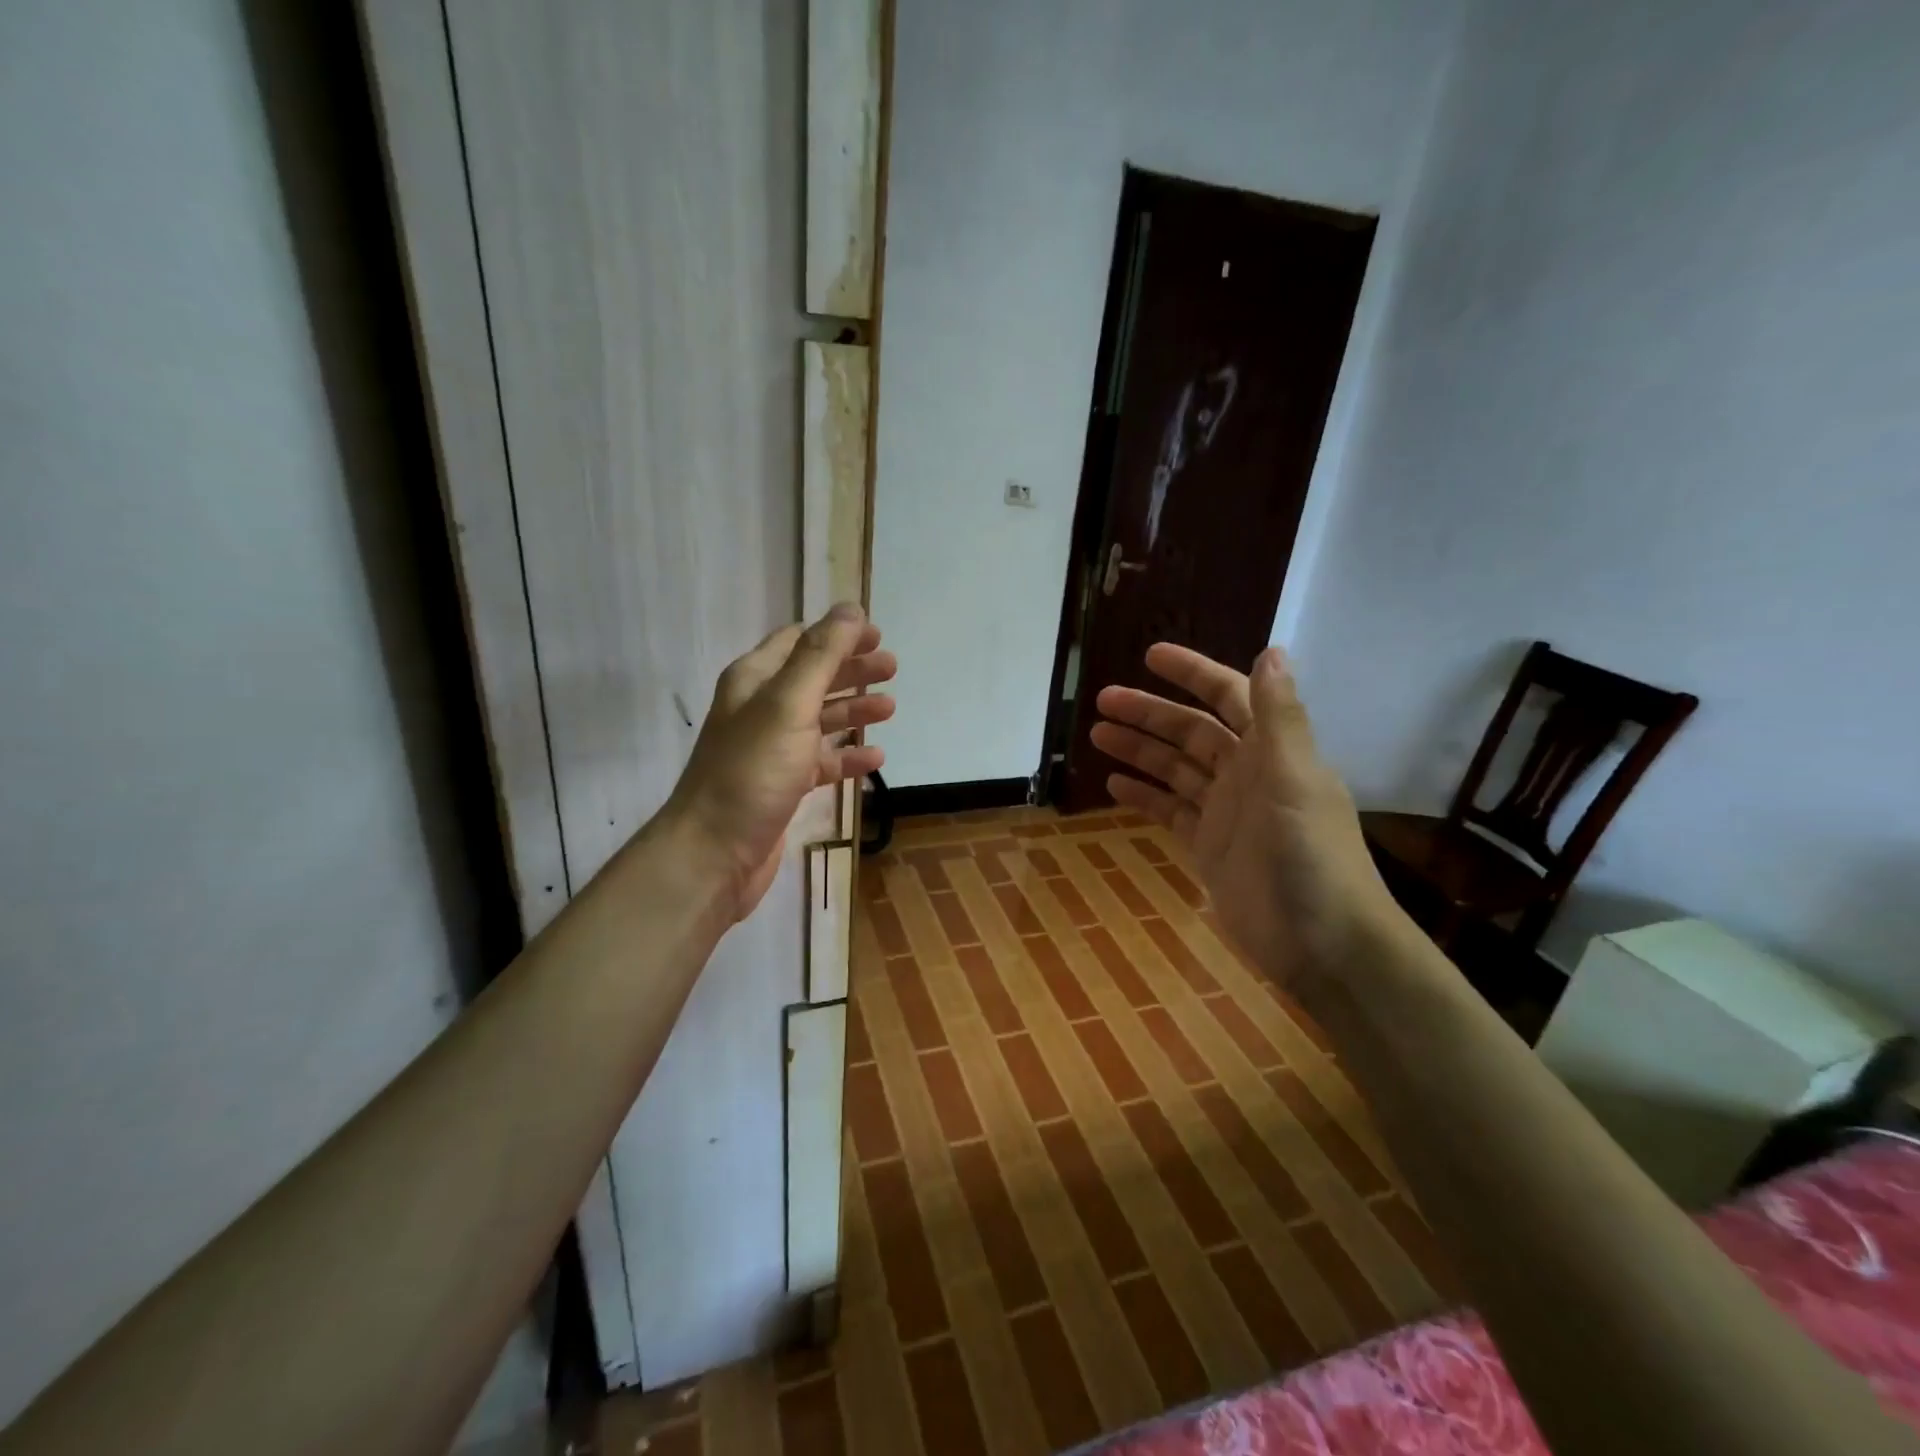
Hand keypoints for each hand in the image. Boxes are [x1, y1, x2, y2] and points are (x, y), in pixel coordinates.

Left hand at [662, 603, 895, 921]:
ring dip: (854, 710)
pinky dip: (848, 757)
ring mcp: (771, 750)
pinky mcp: (782, 785)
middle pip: (813, 678)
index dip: (836, 634)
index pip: (798, 641)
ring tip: (891, 706)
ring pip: (819, 720)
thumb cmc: (751, 771)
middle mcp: (760, 709)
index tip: (876, 635)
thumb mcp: (789, 704)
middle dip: (852, 670)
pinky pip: (821, 762)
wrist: (714, 853)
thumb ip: (821, 656)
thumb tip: (850, 609)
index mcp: (754, 680)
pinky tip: (875, 759)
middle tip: (892, 668)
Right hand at [1092, 644, 1401, 990]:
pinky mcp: (1209, 847)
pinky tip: (1114, 785)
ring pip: (1176, 769)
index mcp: (1272, 751)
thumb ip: (1279, 717)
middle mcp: (1247, 774)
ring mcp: (1226, 812)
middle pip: (1192, 732)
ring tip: (1097, 735)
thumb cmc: (1311, 856)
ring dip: (1140, 750)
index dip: (1193, 673)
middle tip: (1103, 700)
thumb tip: (1271, 649)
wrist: (1323, 944)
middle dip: (1149, 713)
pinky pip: (1170, 811)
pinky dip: (1145, 796)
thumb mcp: (1295, 780)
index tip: (1151, 656)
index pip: (1229, 696)